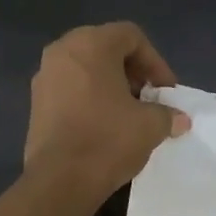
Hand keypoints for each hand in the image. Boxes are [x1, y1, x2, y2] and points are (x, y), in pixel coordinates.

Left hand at [23, 23, 189, 194]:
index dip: (155, 62)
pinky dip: (90, 99)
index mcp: (91, 45)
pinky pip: (70, 89)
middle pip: (105, 48)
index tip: (165, 91)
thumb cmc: (108, 140)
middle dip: (132, 72)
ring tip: (127, 114)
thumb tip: (179, 119)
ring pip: (86, 69)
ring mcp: (44, 77)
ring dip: (110, 86)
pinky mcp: (36, 103)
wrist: (60, 180)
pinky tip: (103, 126)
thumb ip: (167, 114)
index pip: (131, 36)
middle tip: (148, 98)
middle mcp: (62, 51)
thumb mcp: (150, 126)